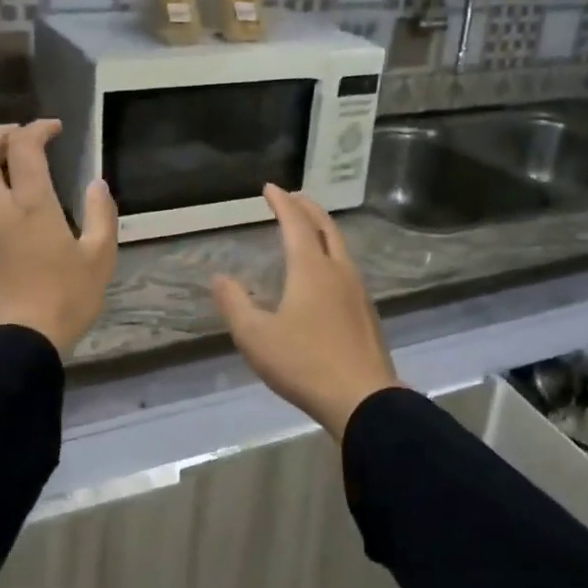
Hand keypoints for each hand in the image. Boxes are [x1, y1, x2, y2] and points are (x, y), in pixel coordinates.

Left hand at [0, 120, 116, 356]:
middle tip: (19, 135)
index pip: (23, 147)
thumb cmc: (63, 300)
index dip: (37, 128)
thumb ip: (100, 215)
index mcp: (29, 205)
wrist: (15, 346)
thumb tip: (96, 185)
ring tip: (12, 163)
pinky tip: (8, 204)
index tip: (55, 128)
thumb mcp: (99, 258)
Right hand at [211, 185, 398, 438]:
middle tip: (294, 197)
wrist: (364, 399)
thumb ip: (235, 304)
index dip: (282, 202)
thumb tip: (220, 278)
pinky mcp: (367, 313)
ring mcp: (358, 291)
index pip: (295, 223)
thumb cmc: (304, 363)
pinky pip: (347, 268)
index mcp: (311, 269)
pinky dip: (332, 254)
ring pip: (340, 247)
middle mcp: (338, 270)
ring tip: (309, 229)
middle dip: (308, 207)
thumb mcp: (256, 337)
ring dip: (322, 230)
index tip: (270, 188)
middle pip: (325, 227)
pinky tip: (327, 273)